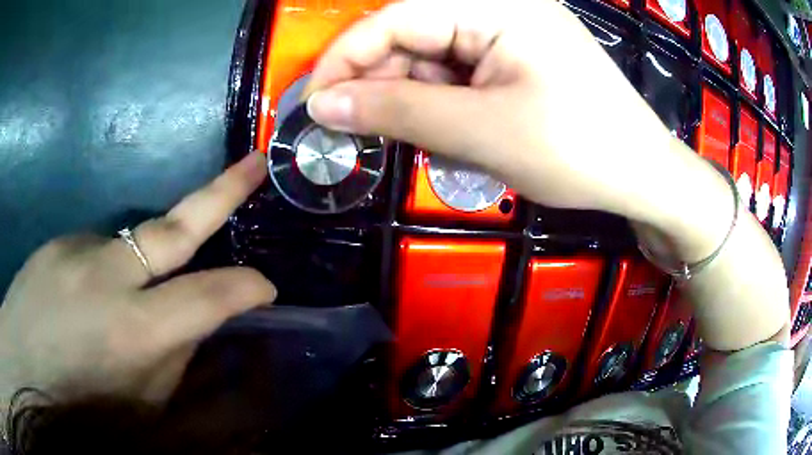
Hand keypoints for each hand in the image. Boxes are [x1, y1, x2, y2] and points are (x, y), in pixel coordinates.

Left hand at [0, 151, 275, 412]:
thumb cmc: (80, 407)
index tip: (266, 287)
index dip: (246, 289)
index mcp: (134, 333)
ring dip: (143, 268)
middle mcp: (108, 276)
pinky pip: (98, 253)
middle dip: (223, 191)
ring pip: (132, 244)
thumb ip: (172, 361)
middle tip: (255, 163)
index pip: (208, 296)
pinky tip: (86, 301)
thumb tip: (194, 325)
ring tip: (120, 305)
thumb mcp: (141, 408)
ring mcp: (79, 248)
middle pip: (176, 225)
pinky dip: (105, 275)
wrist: (24, 365)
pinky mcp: (60, 241)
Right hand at [304, 0, 683, 221]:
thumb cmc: (578, 150)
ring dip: (417, 102)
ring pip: (432, 60)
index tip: (314, 105)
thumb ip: (396, 111)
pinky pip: (459, 75)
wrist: (641, 175)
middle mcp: (498, 8)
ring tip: (434, 143)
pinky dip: (445, 106)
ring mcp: (510, 33)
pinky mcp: (517, 59)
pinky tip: (459, 136)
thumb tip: (322, 105)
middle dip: (382, 85)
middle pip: (411, 37)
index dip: (345, 59)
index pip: (395, 18)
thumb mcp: (481, 130)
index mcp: (495, 5)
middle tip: (362, 133)